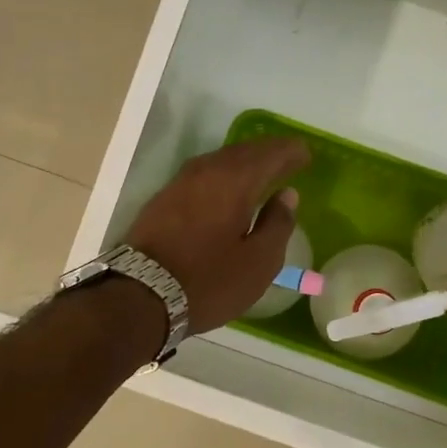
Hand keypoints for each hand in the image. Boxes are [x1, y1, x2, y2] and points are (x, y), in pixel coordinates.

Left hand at [126, 137, 311, 334]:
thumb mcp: (258, 262)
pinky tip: (227, 189)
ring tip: (261, 172)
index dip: (291, 152)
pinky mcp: (163, 199)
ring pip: (219, 161)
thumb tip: (287, 195)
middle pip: (243, 151)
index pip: (270, 154)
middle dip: (268, 152)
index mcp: (235, 181)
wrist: (140, 296)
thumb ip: (278, 225)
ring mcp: (179, 183)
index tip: (307, 155)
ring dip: (243, 162)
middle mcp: (206, 171)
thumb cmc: (209, 281)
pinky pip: (202, 175)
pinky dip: (222, 175)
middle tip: (288, 159)